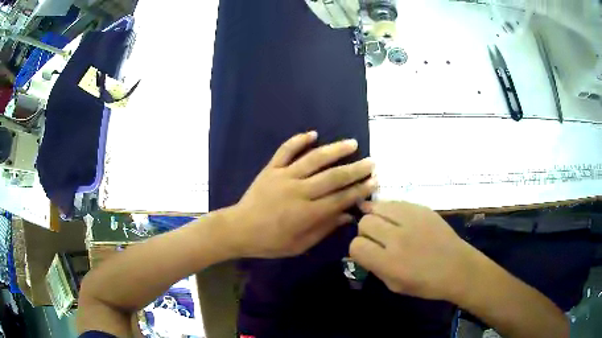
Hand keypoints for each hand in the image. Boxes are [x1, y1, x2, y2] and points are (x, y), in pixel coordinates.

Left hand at [229, 131, 376, 257]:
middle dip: (355, 169)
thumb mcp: (300, 244)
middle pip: (333, 177)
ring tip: (352, 143)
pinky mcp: (271, 169)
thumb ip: (325, 228)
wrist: (239, 229)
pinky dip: (299, 140)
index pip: (340, 198)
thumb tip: (348, 215)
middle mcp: (299, 191)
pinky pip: (285, 150)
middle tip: (372, 162)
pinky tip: (313, 133)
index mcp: (307, 214)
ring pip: (314, 159)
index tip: (374, 181)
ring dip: (335, 150)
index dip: (359, 190)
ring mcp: (284, 176)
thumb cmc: (271, 242)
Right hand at [349, 201, 475, 301]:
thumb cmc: (426, 284)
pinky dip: (390, 209)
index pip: (356, 245)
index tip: (366, 252)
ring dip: (375, 216)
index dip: (357, 249)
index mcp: (389, 263)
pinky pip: (395, 202)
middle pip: (365, 222)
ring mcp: (411, 219)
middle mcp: (397, 238)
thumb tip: (362, 250)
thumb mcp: (394, 285)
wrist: (457, 267)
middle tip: (377, 239)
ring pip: (377, 207)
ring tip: (383, 224)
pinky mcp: (422, 208)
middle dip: (365, 232)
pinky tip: (395, 217)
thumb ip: (374, 267)